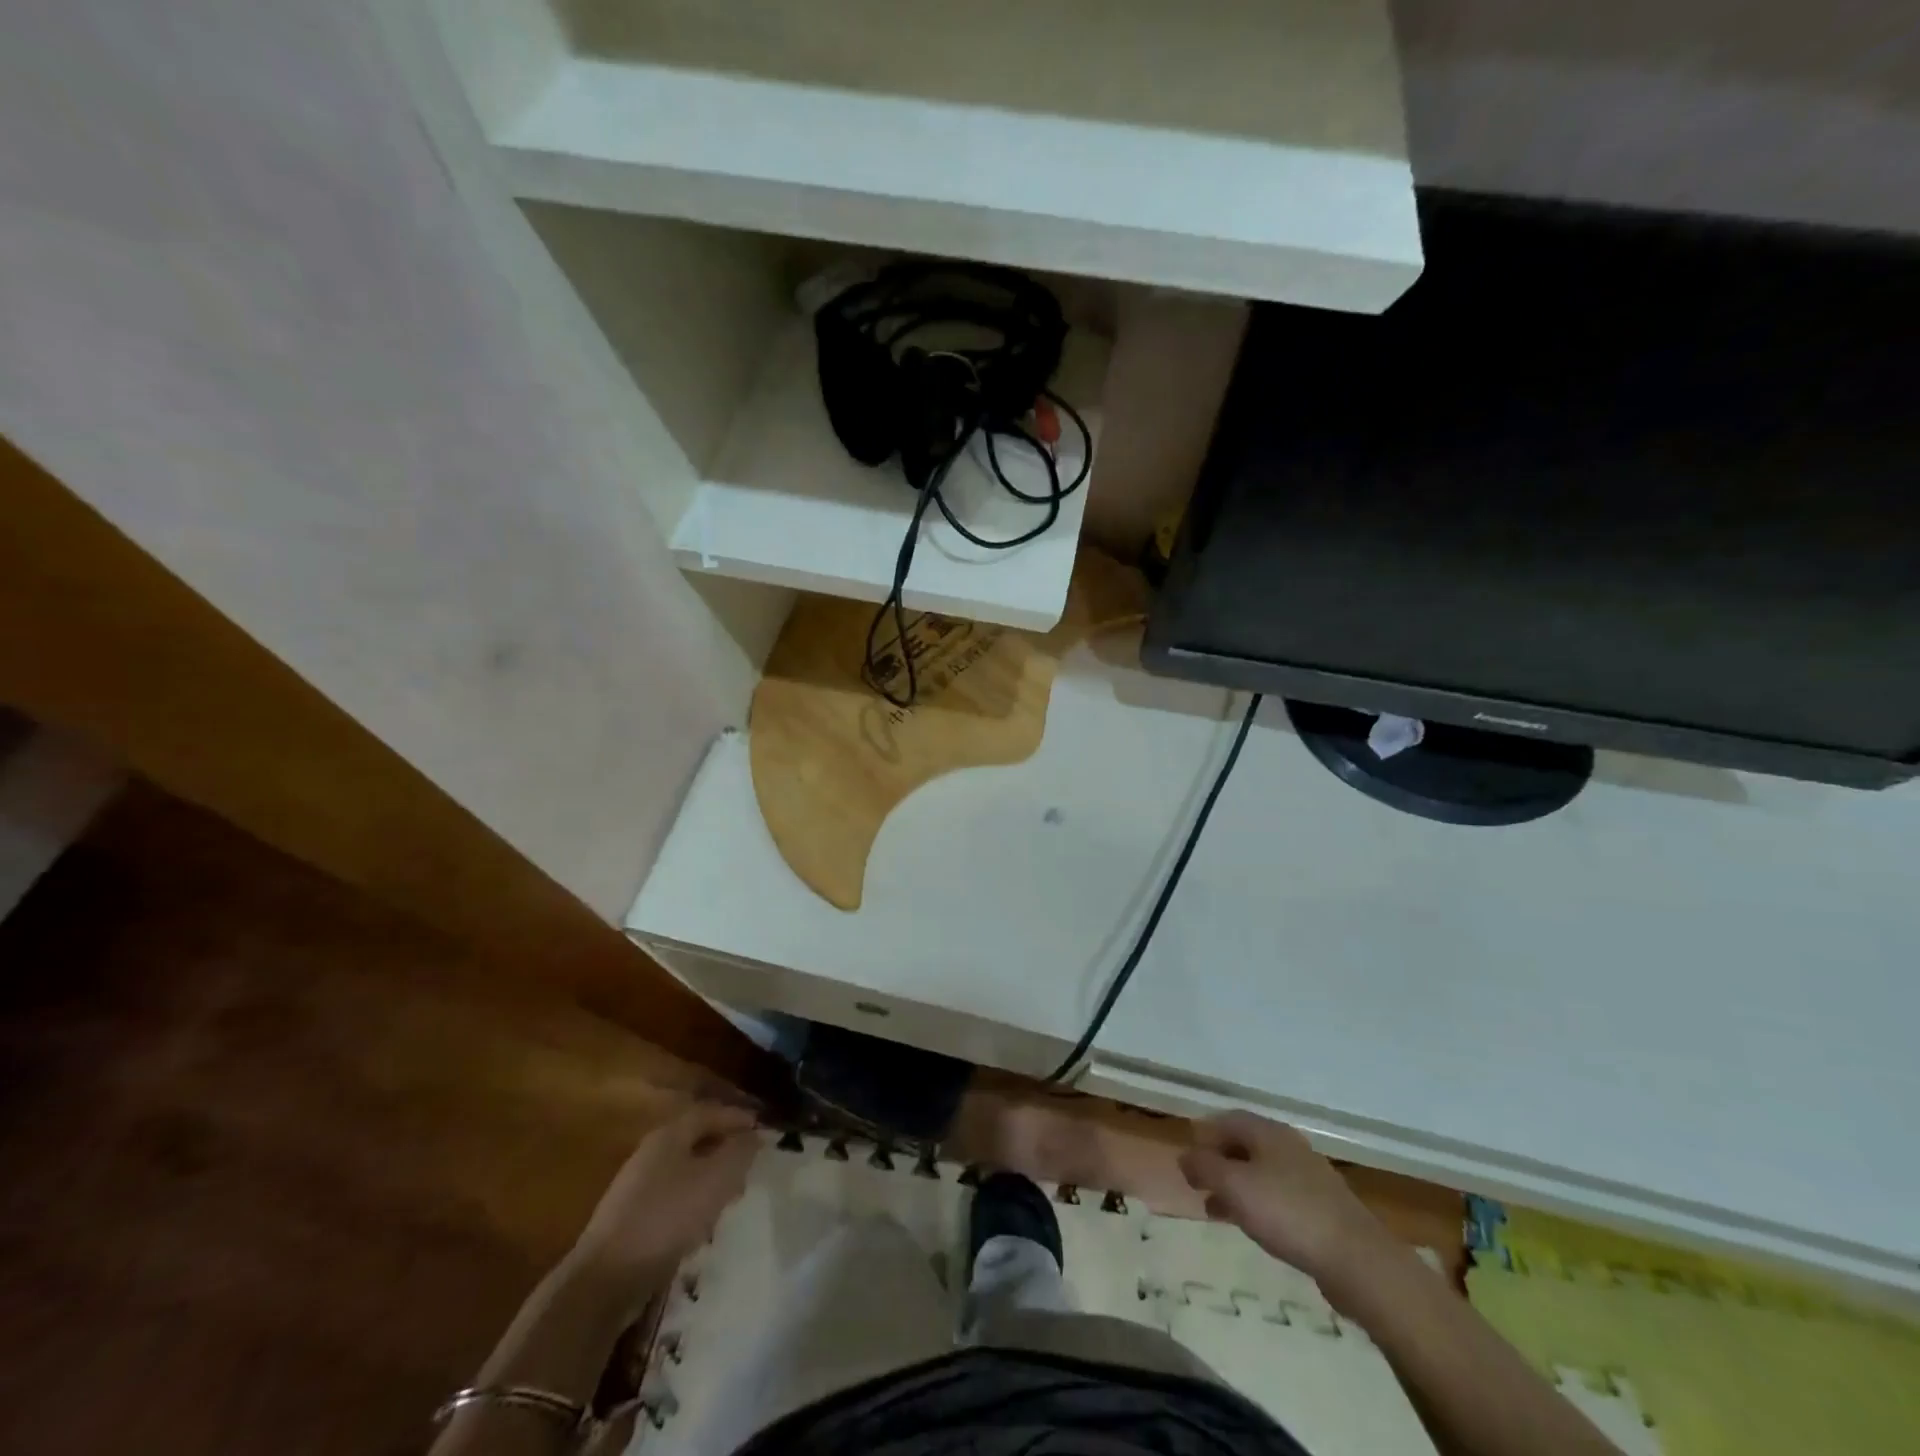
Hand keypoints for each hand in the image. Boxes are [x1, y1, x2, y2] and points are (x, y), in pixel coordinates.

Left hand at [572, 1103, 760, 1285]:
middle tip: (750, 1162)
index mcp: (669, 1135)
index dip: (737, 1116)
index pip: (709, 1112)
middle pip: (695, 1140)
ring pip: (684, 1170)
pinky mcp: (630, 1221)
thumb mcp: (716, 1179)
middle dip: (725, 1148)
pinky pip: (672, 1198)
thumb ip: (740, 1152)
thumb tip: (754, 1135)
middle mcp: (650, 1154)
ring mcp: (636, 1188)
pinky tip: (703, 1223)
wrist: (605, 1280)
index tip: (763, 1128)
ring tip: (732, 1194)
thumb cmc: (667, 1217)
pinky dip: (693, 1201)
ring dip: (710, 1177)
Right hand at [1178, 1110, 1390, 1295]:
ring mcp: (1308, 1177)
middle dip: (1217, 1161)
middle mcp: (1288, 1146)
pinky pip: (1278, 1195)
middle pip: (1244, 1144)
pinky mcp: (1321, 1208)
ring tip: (1214, 1210)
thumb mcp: (1234, 1187)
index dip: (1203, 1134)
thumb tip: (1183, 1156)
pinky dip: (1256, 1203)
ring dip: (1234, 1186)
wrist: (1357, 1259)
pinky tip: (1251, 1226)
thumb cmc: (1288, 1213)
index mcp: (1268, 1132)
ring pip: (1260, 1172)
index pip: (1227, 1119)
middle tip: (1196, 1183)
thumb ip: (1204, 1167)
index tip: (1186, 1157)